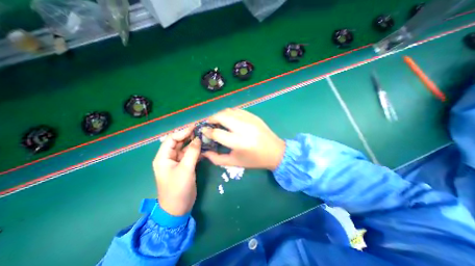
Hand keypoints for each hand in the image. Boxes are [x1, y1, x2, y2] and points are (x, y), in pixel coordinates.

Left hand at [153, 128, 200, 217]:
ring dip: (194, 143)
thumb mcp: (185, 170)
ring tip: (204, 137)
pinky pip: (190, 154)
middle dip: (189, 135)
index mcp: (163, 157)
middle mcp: (169, 157)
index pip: (172, 139)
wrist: (178, 208)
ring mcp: (178, 162)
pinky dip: (197, 150)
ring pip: (186, 148)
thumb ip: (192, 153)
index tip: (195, 127)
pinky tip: (204, 147)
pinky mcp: (185, 166)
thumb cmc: (178, 189)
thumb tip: (198, 139)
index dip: (183, 132)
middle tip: (201, 130)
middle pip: (179, 142)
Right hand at [201, 108, 283, 169]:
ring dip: (220, 114)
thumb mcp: (235, 163)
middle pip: (222, 116)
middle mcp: (244, 128)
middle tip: (209, 124)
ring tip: (218, 121)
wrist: (275, 152)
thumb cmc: (254, 160)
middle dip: (211, 118)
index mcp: (239, 143)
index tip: (204, 131)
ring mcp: (250, 120)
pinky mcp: (254, 116)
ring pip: (229, 111)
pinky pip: (238, 110)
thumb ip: (217, 159)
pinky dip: (230, 113)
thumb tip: (204, 151)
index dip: (207, 131)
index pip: (217, 133)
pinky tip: (229, 120)